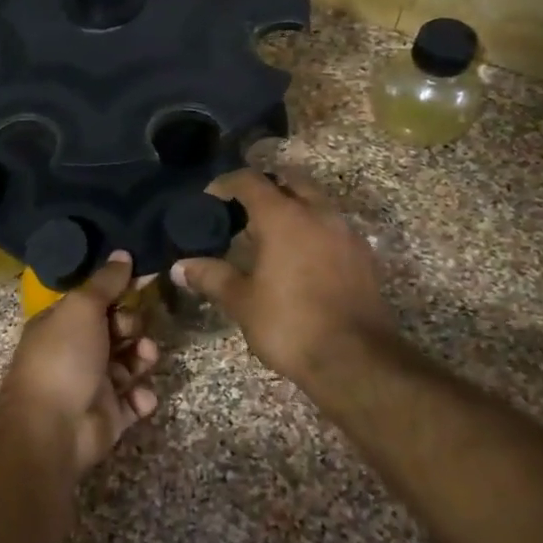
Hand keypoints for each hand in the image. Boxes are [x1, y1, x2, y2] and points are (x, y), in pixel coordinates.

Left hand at [0, 252, 160, 478]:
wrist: (52, 428)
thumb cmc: (64, 357)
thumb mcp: (82, 308)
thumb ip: (105, 282)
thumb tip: (123, 253)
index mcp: (61, 324)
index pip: (95, 302)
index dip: (120, 293)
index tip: (146, 283)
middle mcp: (76, 352)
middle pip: (116, 331)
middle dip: (133, 327)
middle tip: (134, 330)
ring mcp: (92, 385)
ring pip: (129, 365)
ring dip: (142, 358)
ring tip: (146, 358)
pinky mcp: (109, 416)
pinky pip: (134, 402)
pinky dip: (141, 398)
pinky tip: (141, 397)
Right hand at [172, 168, 406, 398]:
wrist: (356, 361)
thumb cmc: (290, 324)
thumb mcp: (242, 302)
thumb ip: (211, 277)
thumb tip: (179, 267)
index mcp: (284, 217)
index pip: (250, 181)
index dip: (226, 184)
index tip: (209, 199)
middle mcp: (318, 214)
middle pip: (289, 182)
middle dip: (265, 189)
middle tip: (242, 212)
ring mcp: (346, 234)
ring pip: (315, 203)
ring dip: (292, 209)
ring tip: (268, 237)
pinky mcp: (364, 257)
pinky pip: (332, 228)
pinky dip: (312, 230)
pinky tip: (298, 259)